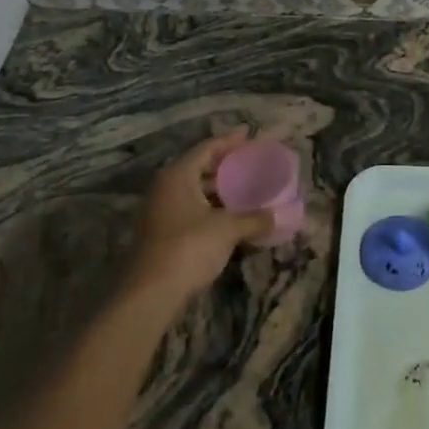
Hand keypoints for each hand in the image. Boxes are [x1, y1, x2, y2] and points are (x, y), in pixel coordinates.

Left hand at [125, 129, 273, 308]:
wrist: (150, 293)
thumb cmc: (188, 248)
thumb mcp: (227, 229)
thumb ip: (253, 218)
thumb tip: (278, 216)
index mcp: (178, 175)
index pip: (207, 148)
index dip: (230, 141)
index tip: (249, 134)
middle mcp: (165, 187)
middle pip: (199, 167)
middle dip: (225, 165)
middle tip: (250, 162)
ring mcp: (160, 210)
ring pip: (194, 190)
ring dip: (218, 189)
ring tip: (245, 188)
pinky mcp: (161, 232)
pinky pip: (190, 209)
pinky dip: (210, 207)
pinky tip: (230, 216)